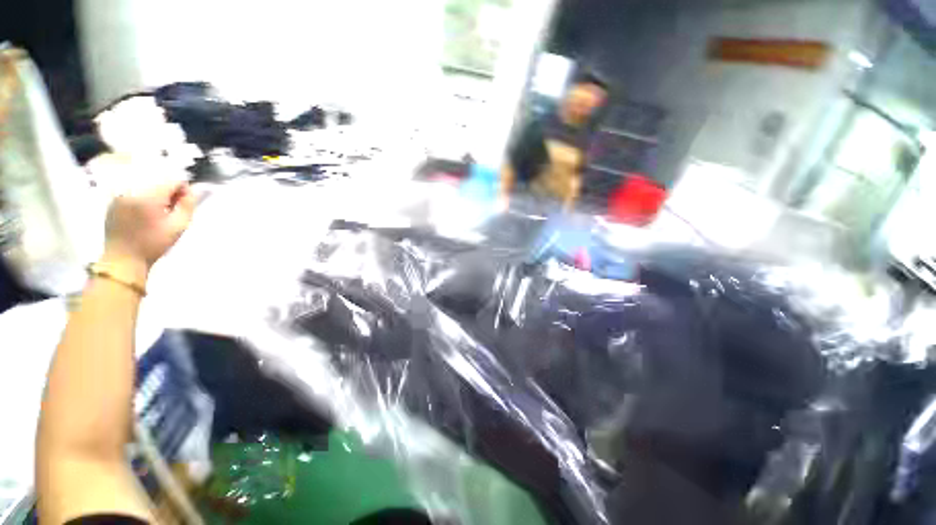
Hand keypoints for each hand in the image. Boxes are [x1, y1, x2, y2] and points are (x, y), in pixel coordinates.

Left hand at [102, 181, 194, 278]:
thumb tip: (193, 190)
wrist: (123, 258)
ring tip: (157, 213)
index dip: (183, 190)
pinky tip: (144, 214)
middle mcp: (132, 190)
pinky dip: (143, 198)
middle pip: (158, 181)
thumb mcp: (178, 226)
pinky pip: (134, 191)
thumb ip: (187, 205)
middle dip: (169, 193)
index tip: (185, 204)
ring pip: (146, 185)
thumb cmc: (154, 244)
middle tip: (171, 210)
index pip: (172, 180)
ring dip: (156, 195)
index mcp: (148, 196)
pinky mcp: (114, 200)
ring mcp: (120, 194)